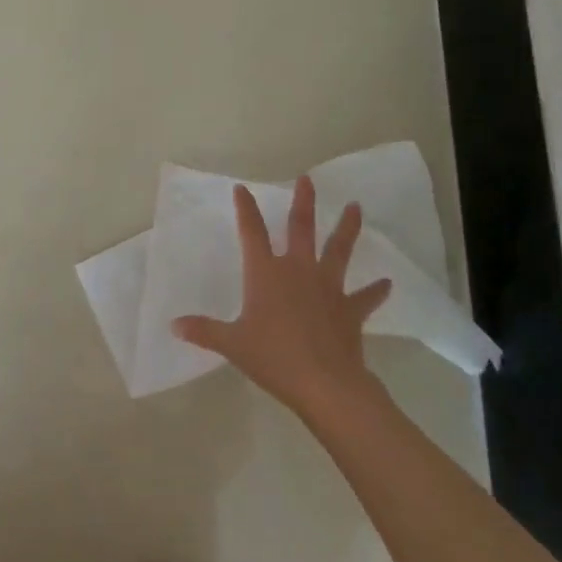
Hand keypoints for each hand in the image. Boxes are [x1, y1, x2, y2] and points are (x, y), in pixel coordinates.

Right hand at [172, 176, 390, 417]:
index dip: (246, 209)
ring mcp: (328, 287)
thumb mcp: (233, 344)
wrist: (324, 383)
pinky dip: (376, 290)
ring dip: (347, 228)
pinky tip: (387, 283)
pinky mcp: (350, 309)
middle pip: (301, 227)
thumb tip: (174, 325)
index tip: (242, 189)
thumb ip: (204, 331)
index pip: (252, 232)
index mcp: (266, 273)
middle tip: (307, 178)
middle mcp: (298, 270)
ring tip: (356, 207)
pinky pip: (365, 297)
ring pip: (339, 249)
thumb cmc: (273, 358)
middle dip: (303, 201)